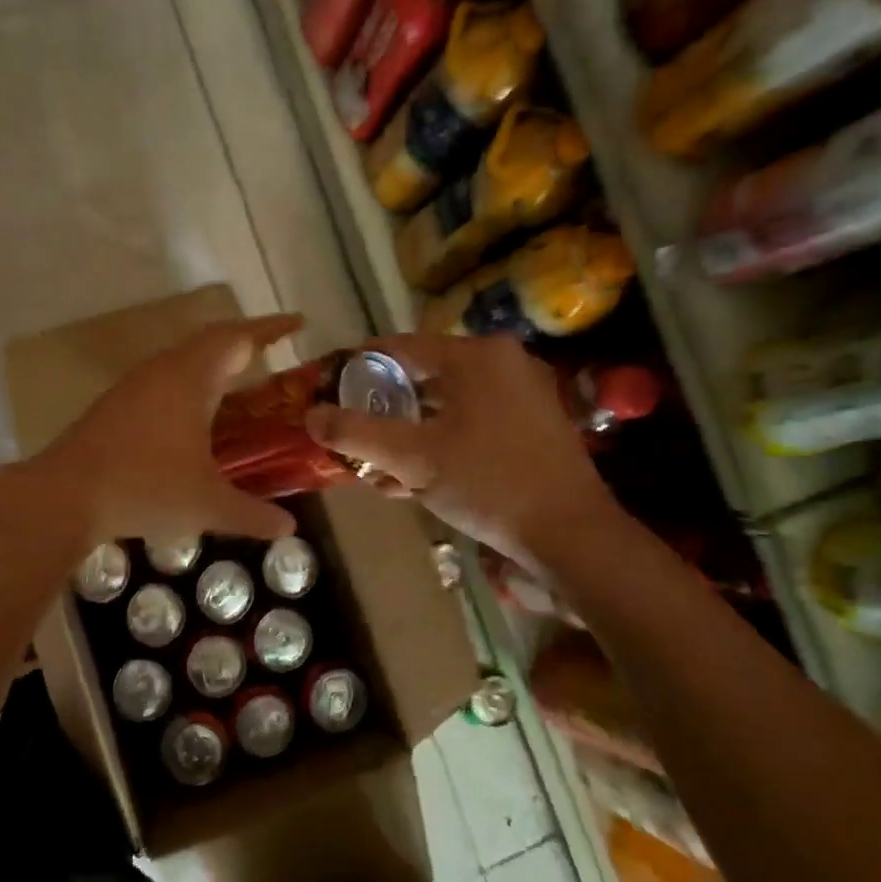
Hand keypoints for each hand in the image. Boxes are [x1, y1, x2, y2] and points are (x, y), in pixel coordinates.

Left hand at [38, 315, 301, 548]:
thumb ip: (252, 515)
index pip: (238, 338)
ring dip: (215, 363)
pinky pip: (165, 377)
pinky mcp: (117, 403)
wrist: (64, 494)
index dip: (271, 328)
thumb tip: (289, 529)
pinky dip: (191, 383)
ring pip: (184, 359)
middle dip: (246, 342)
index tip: (299, 323)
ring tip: (241, 382)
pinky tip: (195, 415)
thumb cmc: (144, 489)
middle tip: (274, 353)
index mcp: (191, 378)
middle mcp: (164, 370)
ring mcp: (135, 384)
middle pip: (211, 341)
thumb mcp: (207, 505)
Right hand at [304, 333, 619, 567]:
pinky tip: (416, 477)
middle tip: (352, 430)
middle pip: (424, 375)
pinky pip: (472, 420)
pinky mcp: (534, 424)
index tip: (330, 387)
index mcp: (475, 356)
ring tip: (378, 463)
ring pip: (448, 402)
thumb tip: (310, 415)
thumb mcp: (412, 457)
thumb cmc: (488, 483)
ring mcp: (524, 393)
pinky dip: (441, 440)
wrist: (571, 534)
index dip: (359, 366)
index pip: (400, 347)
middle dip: (384, 407)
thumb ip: (356, 432)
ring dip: (410, 430)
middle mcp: (503, 362)